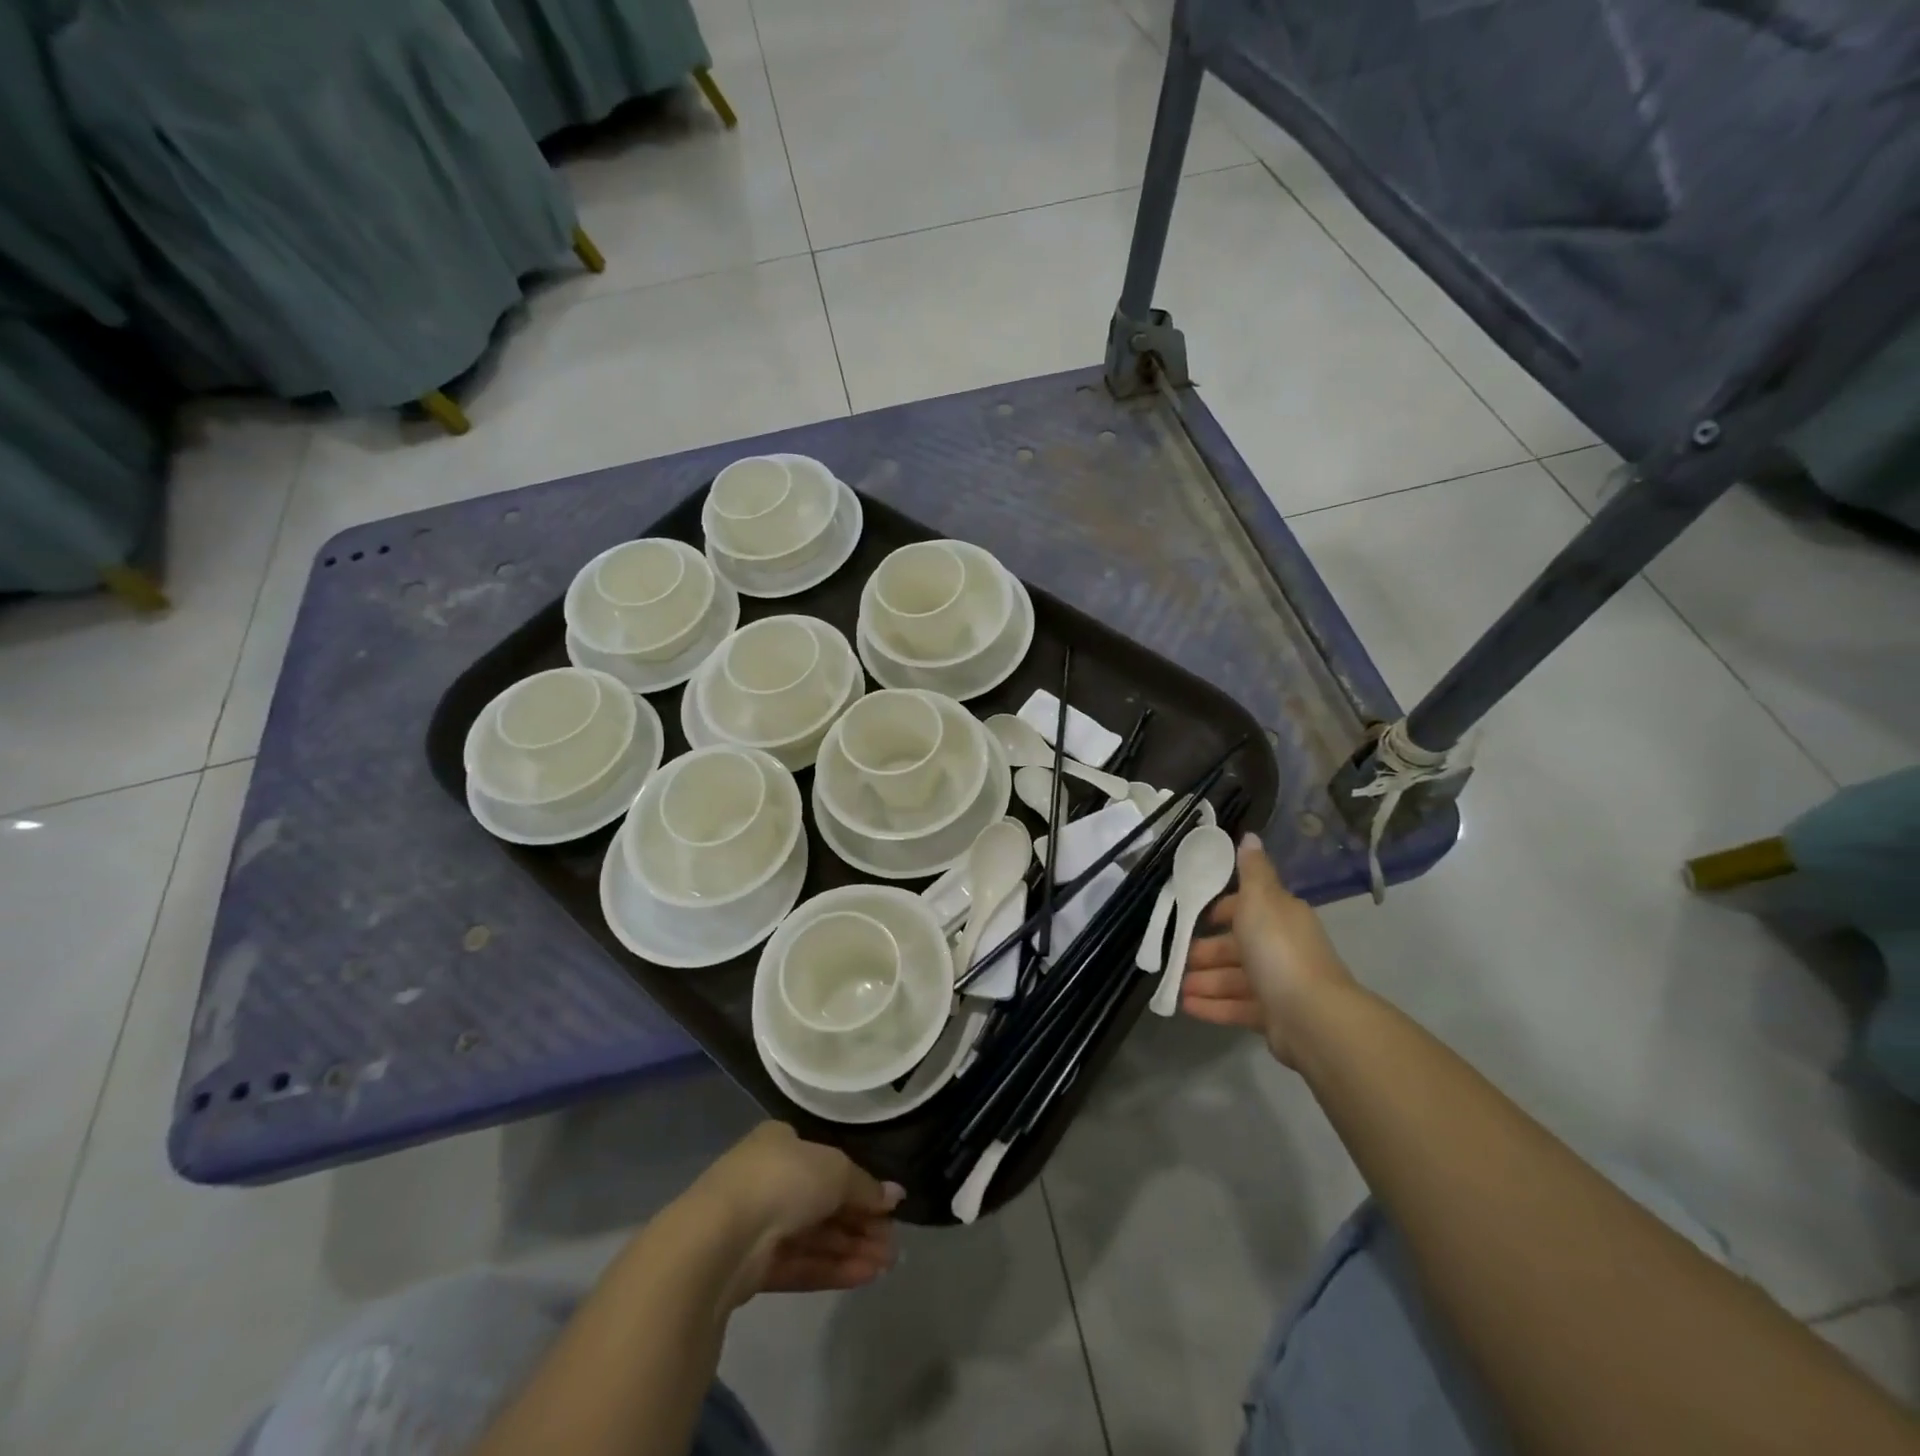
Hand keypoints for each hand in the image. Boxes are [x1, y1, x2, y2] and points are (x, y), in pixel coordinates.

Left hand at [695, 1123, 902, 1304]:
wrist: (719, 1239)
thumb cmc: (782, 1181)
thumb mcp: (836, 1170)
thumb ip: (865, 1187)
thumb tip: (895, 1196)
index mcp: (781, 1143)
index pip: (828, 1163)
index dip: (860, 1185)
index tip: (889, 1207)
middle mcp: (769, 1179)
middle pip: (824, 1202)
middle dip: (860, 1223)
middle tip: (893, 1243)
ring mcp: (758, 1224)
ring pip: (814, 1237)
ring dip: (851, 1249)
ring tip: (888, 1265)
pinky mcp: (752, 1268)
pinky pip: (800, 1264)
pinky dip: (832, 1269)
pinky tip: (865, 1277)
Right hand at [1180, 835, 1355, 1067]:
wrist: (1312, 1017)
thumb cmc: (1278, 950)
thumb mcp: (1260, 900)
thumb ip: (1251, 871)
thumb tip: (1250, 835)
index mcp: (1280, 917)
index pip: (1248, 908)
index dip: (1222, 911)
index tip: (1195, 918)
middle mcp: (1282, 948)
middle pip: (1238, 946)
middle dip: (1206, 952)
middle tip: (1177, 959)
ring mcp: (1279, 985)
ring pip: (1234, 979)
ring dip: (1205, 981)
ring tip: (1176, 988)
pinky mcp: (1274, 1017)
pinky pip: (1237, 1008)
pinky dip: (1213, 1006)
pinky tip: (1186, 1008)